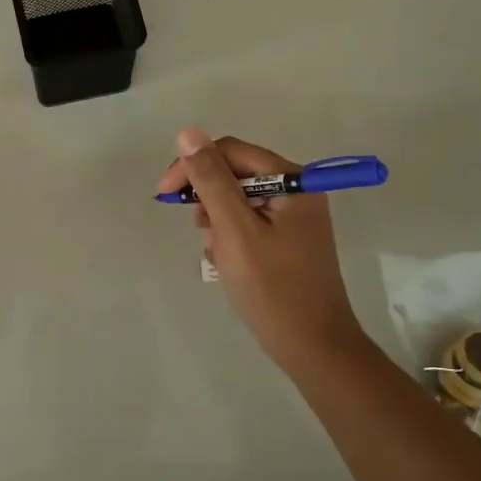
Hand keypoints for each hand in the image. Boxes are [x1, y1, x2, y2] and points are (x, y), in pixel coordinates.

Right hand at [157, 127, 365, 365]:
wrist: (313, 347)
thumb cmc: (272, 287)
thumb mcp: (235, 229)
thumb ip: (211, 179)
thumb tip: (189, 133)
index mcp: (293, 180)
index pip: (232, 152)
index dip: (194, 166)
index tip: (166, 195)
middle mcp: (298, 191)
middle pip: (237, 173)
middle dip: (209, 198)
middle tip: (198, 229)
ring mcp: (295, 217)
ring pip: (240, 200)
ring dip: (219, 220)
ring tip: (216, 251)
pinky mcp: (289, 240)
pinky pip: (250, 222)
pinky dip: (231, 237)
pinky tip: (227, 262)